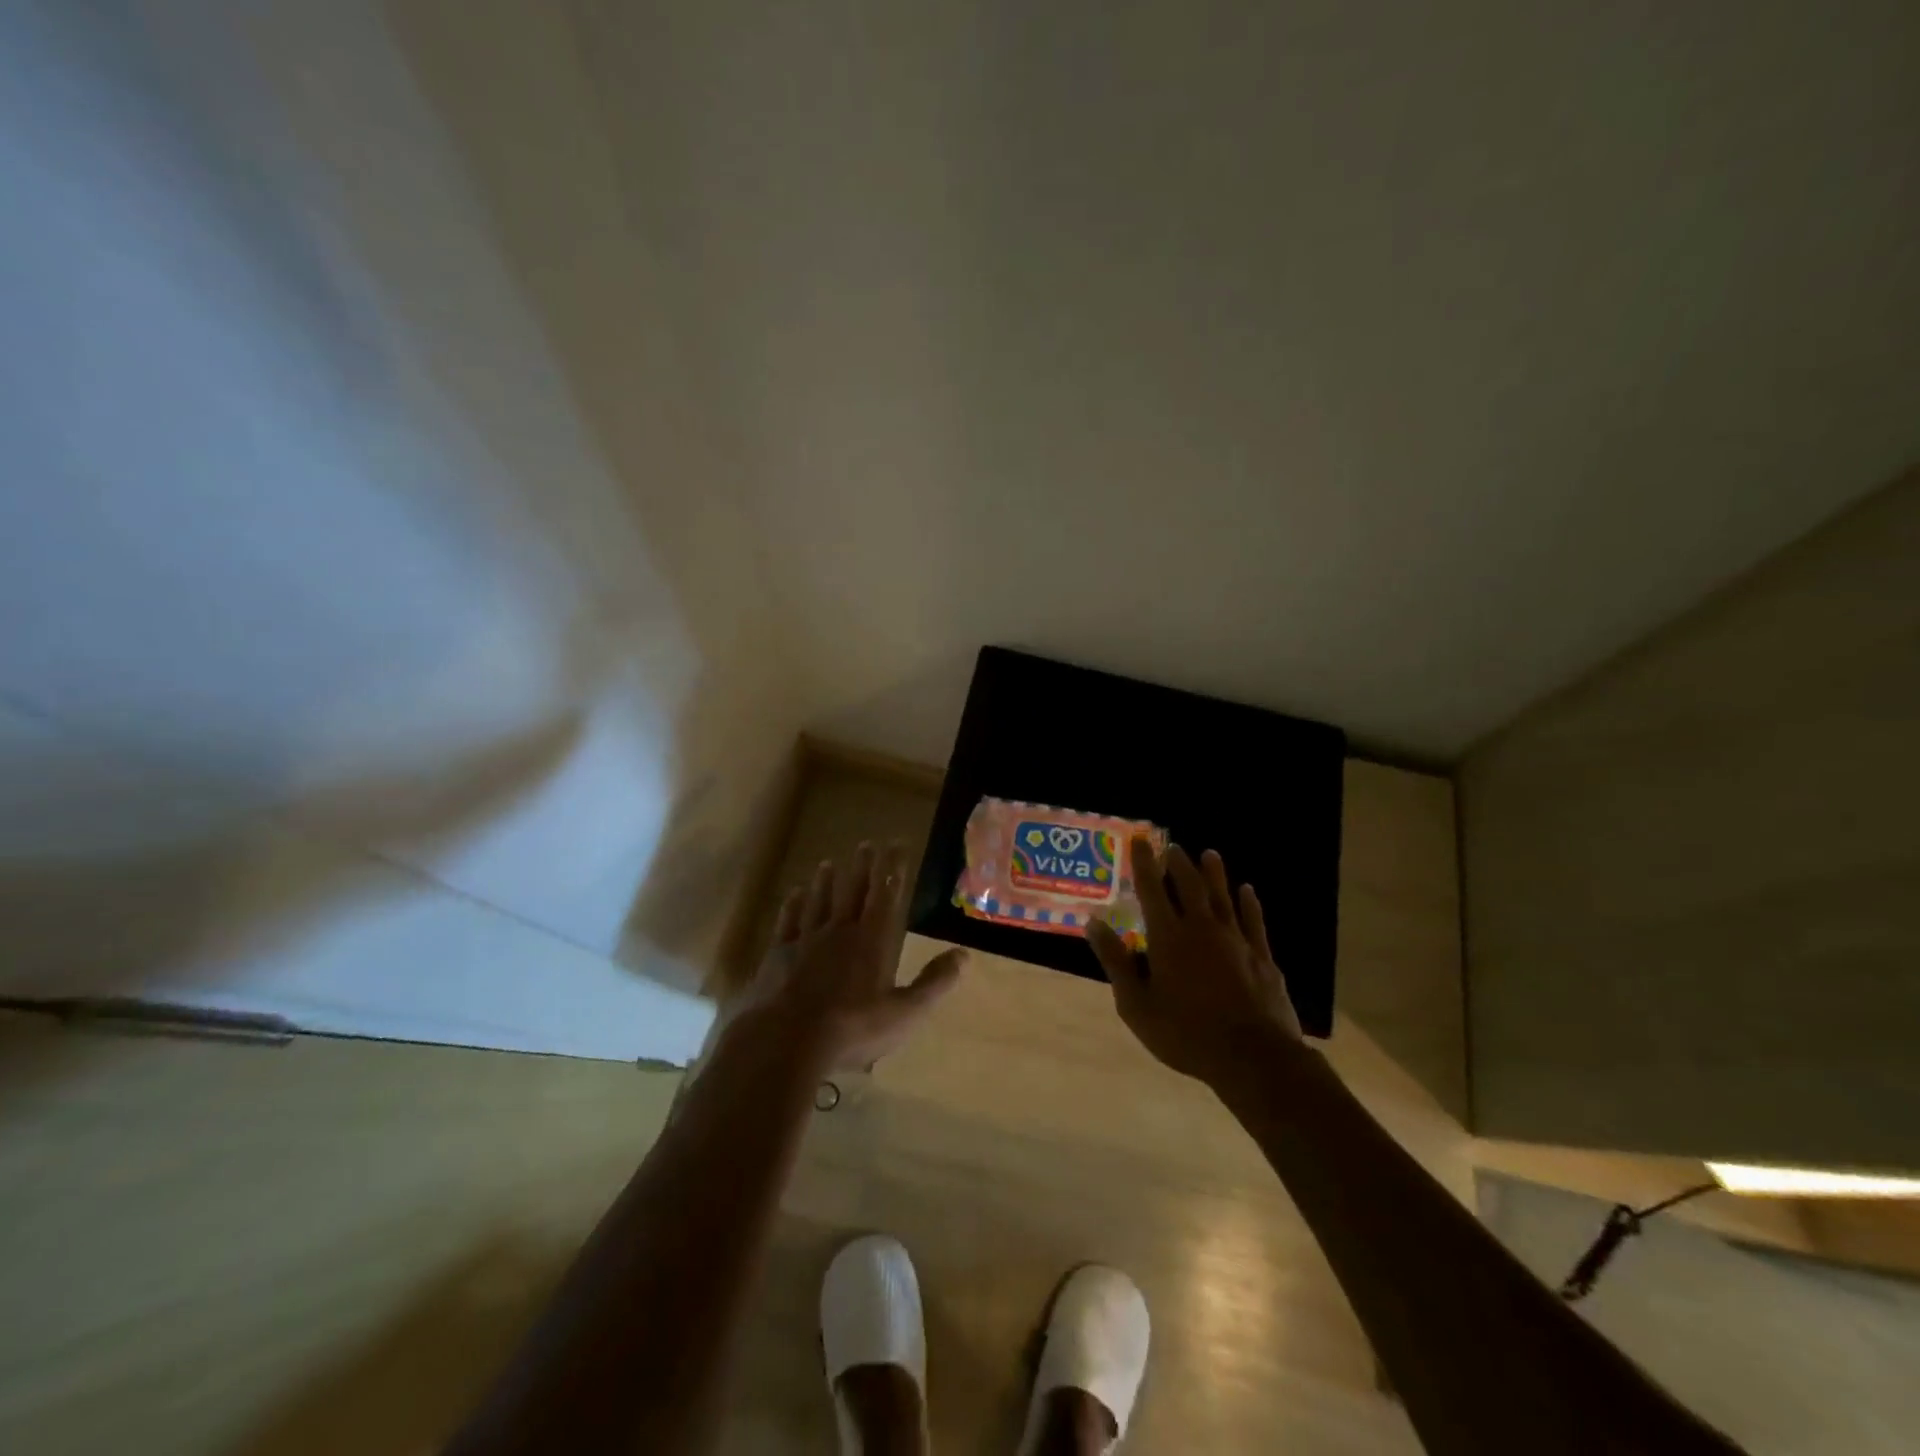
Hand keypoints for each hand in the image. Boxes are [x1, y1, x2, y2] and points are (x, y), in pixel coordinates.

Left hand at [738, 841, 966, 1072]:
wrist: (787, 1041)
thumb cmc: (853, 1028)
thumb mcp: (905, 1013)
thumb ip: (934, 983)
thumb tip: (964, 955)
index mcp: (872, 940)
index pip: (886, 894)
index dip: (892, 868)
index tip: (896, 844)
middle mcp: (840, 931)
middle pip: (852, 891)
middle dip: (862, 866)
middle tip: (866, 843)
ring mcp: (806, 940)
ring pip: (818, 901)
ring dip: (825, 881)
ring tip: (828, 863)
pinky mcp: (778, 955)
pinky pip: (788, 921)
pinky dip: (793, 905)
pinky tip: (794, 895)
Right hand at [1086, 838, 1301, 1086]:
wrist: (1253, 1057)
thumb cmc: (1185, 1033)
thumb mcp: (1136, 1004)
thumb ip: (1116, 961)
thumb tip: (1093, 923)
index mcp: (1168, 937)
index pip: (1152, 890)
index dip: (1144, 863)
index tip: (1140, 840)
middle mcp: (1202, 929)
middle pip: (1190, 886)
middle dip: (1179, 864)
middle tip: (1173, 846)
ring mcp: (1236, 940)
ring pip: (1223, 897)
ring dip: (1214, 874)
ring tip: (1210, 854)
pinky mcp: (1262, 957)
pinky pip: (1253, 920)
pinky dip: (1249, 903)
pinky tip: (1248, 891)